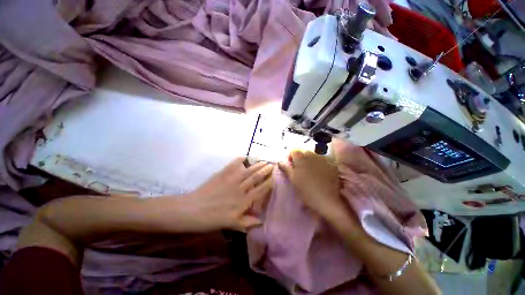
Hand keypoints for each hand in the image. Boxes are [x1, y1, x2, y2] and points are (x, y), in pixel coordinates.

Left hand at [189, 157, 273, 231]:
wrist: (191, 211)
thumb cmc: (211, 220)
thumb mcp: (230, 225)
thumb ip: (247, 222)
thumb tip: (261, 221)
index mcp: (243, 201)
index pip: (260, 190)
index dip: (269, 182)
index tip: (275, 177)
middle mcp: (240, 189)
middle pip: (256, 177)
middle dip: (265, 170)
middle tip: (272, 164)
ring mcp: (231, 180)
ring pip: (247, 171)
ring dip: (257, 165)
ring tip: (264, 160)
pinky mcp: (222, 174)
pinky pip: (232, 165)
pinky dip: (239, 160)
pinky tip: (245, 156)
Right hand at [278, 151, 344, 217]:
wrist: (327, 200)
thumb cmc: (306, 190)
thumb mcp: (293, 180)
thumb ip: (286, 169)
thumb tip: (280, 162)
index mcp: (301, 158)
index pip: (293, 150)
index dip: (290, 156)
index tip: (290, 165)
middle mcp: (312, 155)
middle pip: (303, 151)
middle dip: (300, 158)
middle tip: (299, 169)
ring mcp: (323, 159)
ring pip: (313, 155)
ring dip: (309, 160)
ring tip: (309, 171)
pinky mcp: (331, 165)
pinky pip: (322, 160)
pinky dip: (318, 163)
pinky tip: (319, 173)